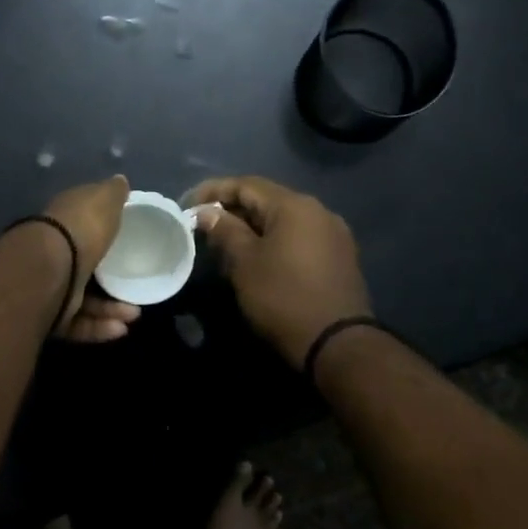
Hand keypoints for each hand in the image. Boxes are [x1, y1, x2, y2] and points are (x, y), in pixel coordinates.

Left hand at [42, 175, 139, 342]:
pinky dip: (98, 327)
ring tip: (134, 314)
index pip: (81, 225)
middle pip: (84, 267)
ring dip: (111, 308)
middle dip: (112, 280)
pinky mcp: (48, 317)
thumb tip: (121, 182)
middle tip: (137, 287)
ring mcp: (49, 287)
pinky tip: (121, 329)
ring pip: (84, 300)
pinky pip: (77, 324)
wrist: (48, 269)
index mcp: (62, 224)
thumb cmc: (80, 229)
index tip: (127, 241)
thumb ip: (113, 193)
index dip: (102, 231)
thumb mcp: (102, 201)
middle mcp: (52, 255)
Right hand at [189, 176, 370, 369]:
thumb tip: (207, 213)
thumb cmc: (283, 297)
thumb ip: (224, 231)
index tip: (187, 207)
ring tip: (225, 243)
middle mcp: (318, 211)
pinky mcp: (339, 257)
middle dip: (232, 210)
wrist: (337, 343)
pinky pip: (298, 237)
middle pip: (267, 200)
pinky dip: (274, 241)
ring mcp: (333, 234)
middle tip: (203, 227)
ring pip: (283, 220)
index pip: (246, 184)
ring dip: (252, 226)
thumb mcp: (244, 263)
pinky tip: (257, 257)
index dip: (213, 192)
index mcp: (294, 205)